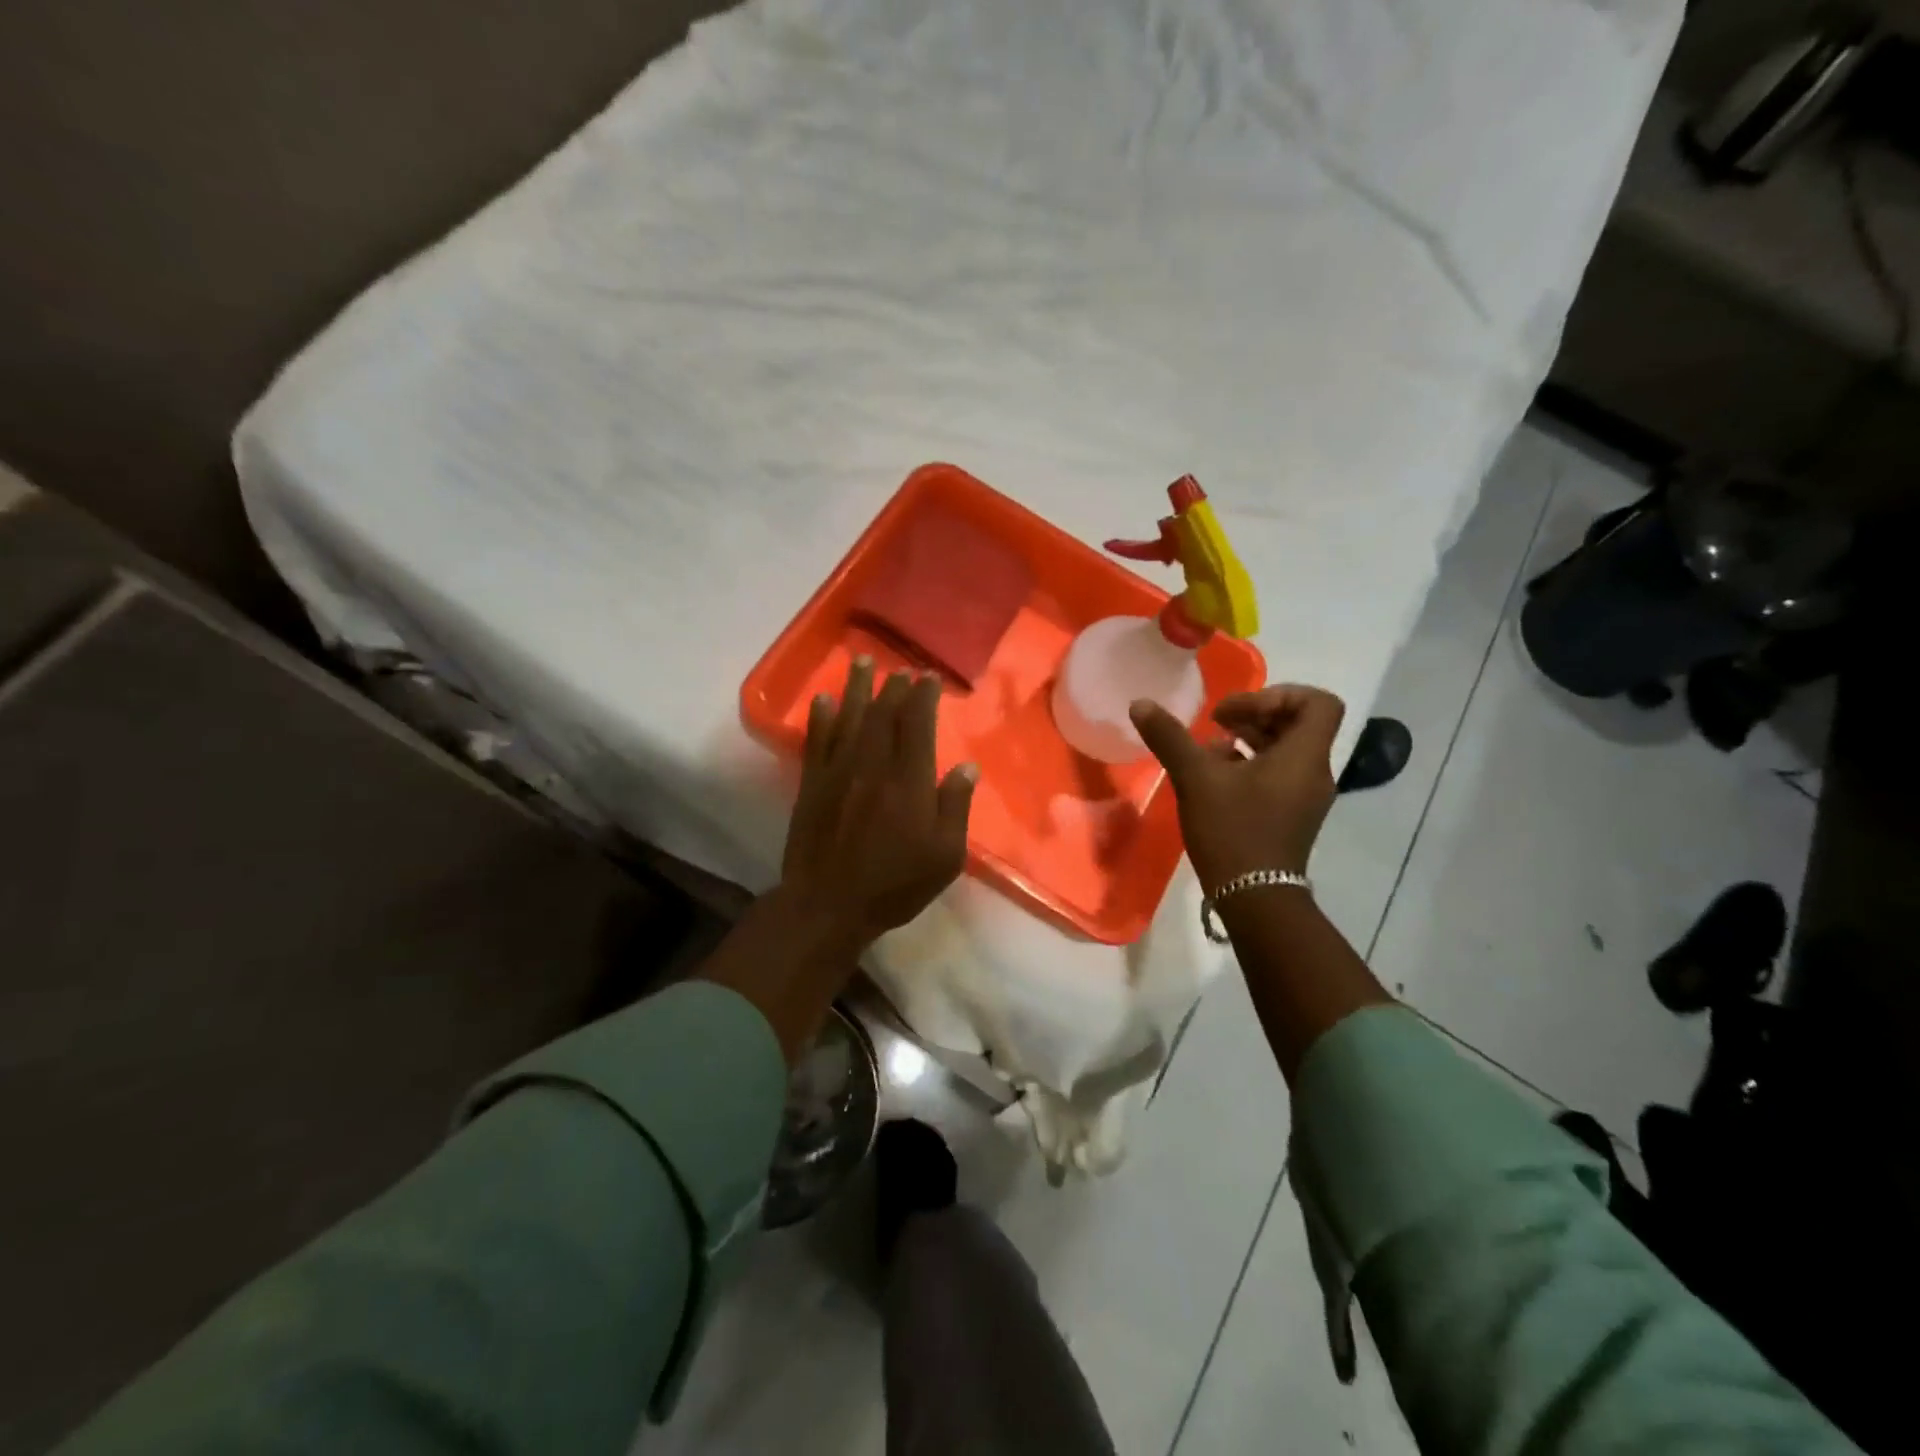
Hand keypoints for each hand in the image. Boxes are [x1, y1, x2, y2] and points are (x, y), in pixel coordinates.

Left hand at [781, 657, 978, 945]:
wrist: (828, 905)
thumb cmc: (895, 885)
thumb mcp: (944, 857)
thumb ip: (955, 807)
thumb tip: (967, 767)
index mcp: (910, 782)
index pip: (918, 726)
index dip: (923, 697)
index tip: (928, 678)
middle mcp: (873, 766)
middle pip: (884, 714)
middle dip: (893, 686)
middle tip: (901, 668)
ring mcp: (838, 772)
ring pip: (850, 718)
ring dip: (857, 687)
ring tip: (863, 661)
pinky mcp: (812, 784)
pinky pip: (816, 741)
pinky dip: (821, 717)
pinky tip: (824, 699)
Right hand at [1130, 685, 1345, 888]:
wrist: (1254, 897)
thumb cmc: (1233, 830)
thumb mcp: (1196, 778)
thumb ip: (1169, 737)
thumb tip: (1140, 704)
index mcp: (1303, 756)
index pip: (1318, 702)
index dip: (1278, 694)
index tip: (1237, 711)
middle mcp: (1314, 772)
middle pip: (1299, 723)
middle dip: (1256, 715)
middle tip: (1218, 723)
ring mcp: (1305, 796)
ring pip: (1287, 749)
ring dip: (1250, 740)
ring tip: (1211, 749)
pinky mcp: (1293, 814)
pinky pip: (1279, 774)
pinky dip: (1252, 765)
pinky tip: (1216, 777)